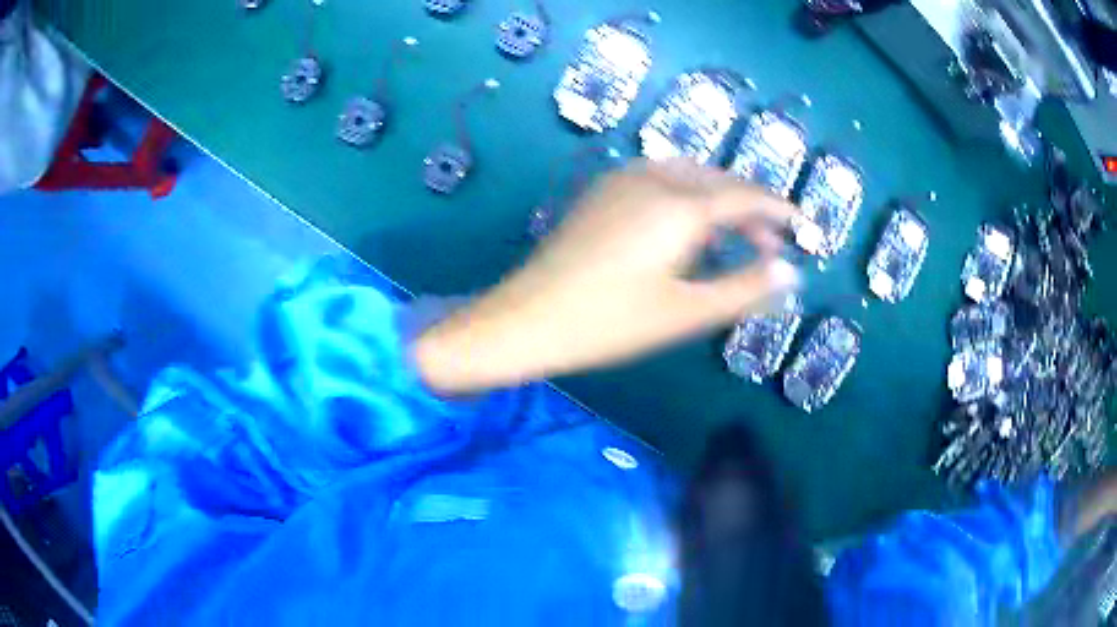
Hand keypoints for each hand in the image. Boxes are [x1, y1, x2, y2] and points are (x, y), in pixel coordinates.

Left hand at [415, 159, 802, 393]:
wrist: (526, 319)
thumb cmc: (609, 322)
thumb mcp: (686, 313)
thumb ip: (745, 289)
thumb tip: (791, 273)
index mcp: (680, 206)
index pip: (746, 197)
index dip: (779, 210)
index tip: (804, 225)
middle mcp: (654, 179)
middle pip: (719, 181)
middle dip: (751, 208)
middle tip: (771, 245)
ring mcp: (622, 181)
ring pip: (689, 176)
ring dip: (719, 200)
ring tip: (734, 238)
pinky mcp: (602, 192)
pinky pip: (660, 180)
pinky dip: (688, 197)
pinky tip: (687, 227)